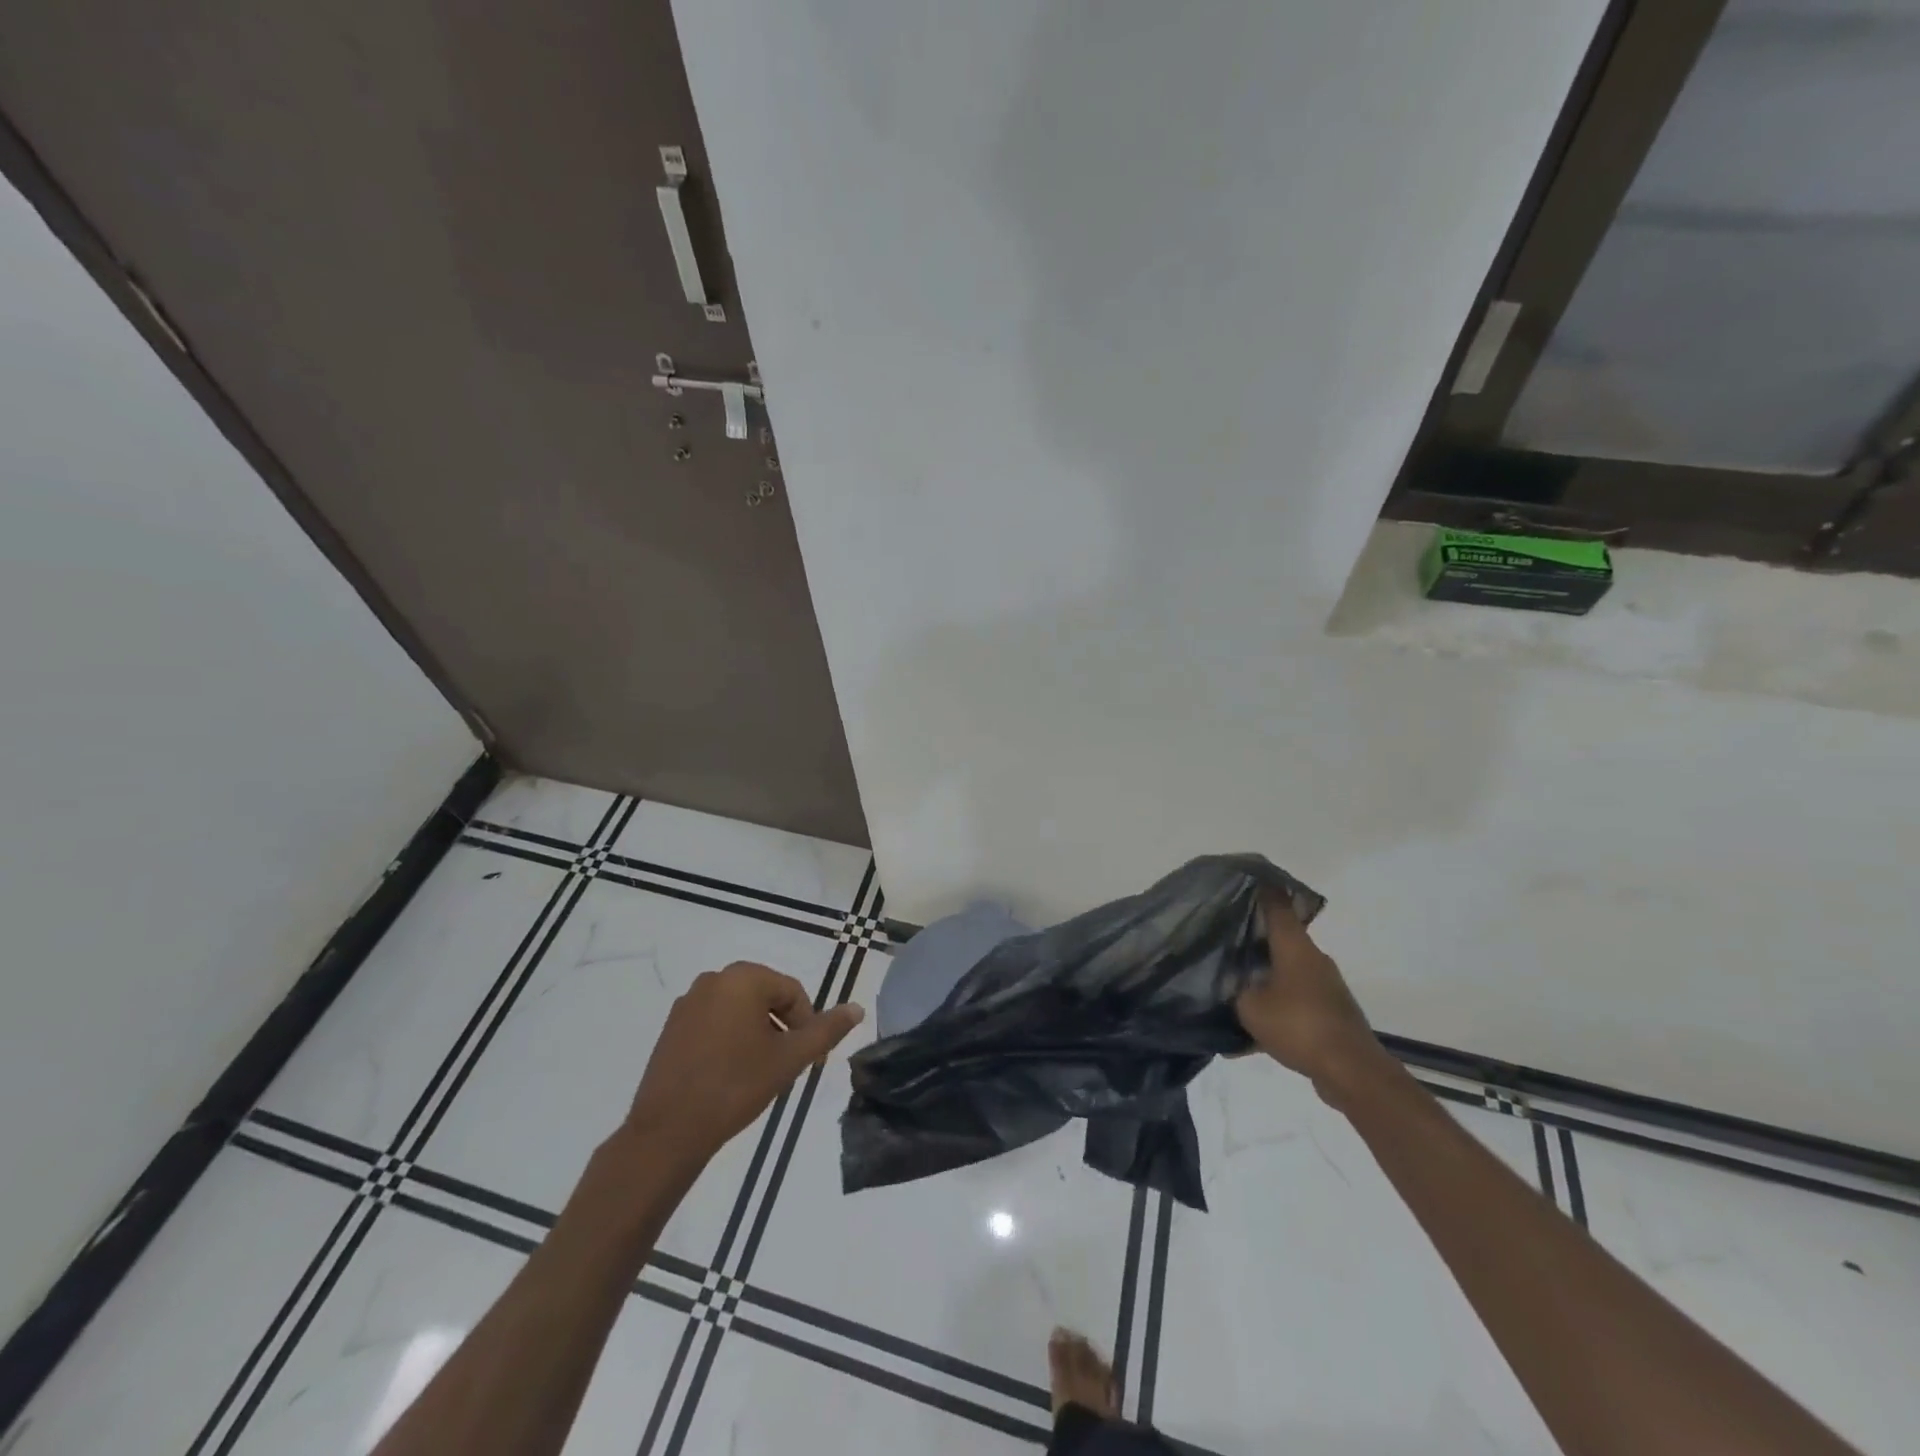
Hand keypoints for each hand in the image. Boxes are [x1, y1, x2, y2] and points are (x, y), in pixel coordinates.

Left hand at [624, 962, 864, 1170]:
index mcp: (744, 978)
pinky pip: (714, 1021)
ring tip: (761, 1071)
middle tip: (788, 1064)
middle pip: (765, 996)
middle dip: (782, 1026)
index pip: (791, 992)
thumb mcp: (789, 1059)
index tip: (811, 1059)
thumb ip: (825, 1030)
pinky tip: (731, 1072)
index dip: (807, 1023)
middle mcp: (714, 979)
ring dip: (757, 1032)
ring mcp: (688, 1002)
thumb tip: (857, 1008)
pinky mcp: (672, 1026)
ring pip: (739, 1009)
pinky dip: (730, 1037)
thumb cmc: (736, 1086)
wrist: (668, 1131)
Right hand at [1235, 893, 1386, 1101]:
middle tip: (1223, 943)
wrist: (1352, 1072)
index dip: (1263, 892)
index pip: (1278, 907)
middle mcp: (1313, 961)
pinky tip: (1246, 1042)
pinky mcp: (1330, 1016)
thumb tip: (1235, 985)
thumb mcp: (1251, 1006)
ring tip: (1232, 995)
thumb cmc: (1299, 1026)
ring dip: (1262, 982)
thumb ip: (1236, 990)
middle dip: (1254, 941)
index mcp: (1295, 948)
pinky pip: (1293, 1007)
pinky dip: (1273, 1015)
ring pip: (1285, 976)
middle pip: (1280, 941)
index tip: (1248, 880)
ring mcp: (1325, 989)